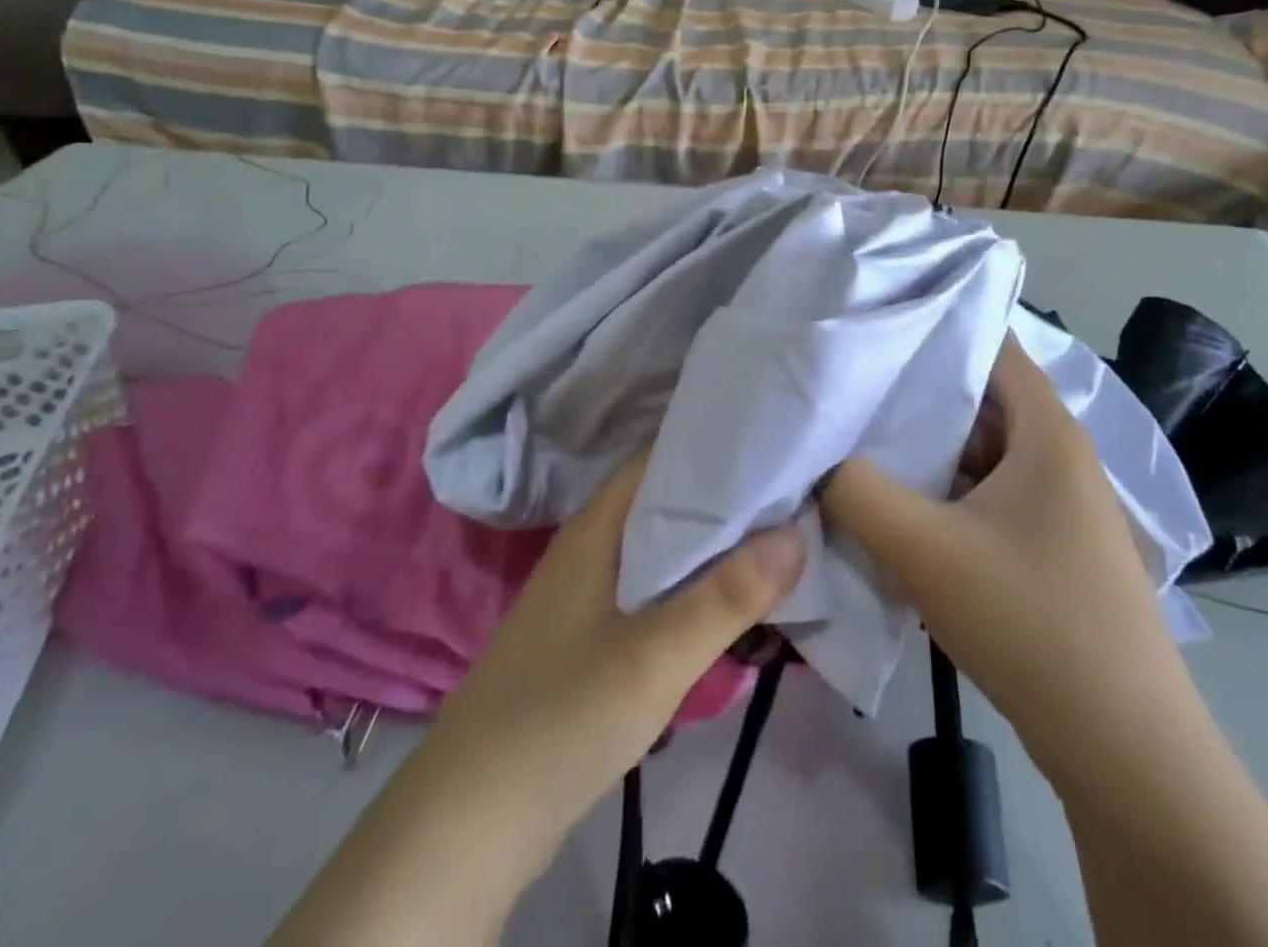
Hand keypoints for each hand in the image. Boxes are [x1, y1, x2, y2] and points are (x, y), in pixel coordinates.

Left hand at [271, 455, 804, 946]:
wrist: (470, 821)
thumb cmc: (562, 716)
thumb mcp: (655, 656)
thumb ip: (728, 596)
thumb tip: (796, 532)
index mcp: (598, 525)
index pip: (663, 458)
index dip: (719, 447)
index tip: (777, 446)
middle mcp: (592, 545)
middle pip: (668, 504)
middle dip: (729, 501)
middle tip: (795, 495)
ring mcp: (590, 592)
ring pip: (664, 550)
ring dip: (715, 548)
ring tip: (780, 541)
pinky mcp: (593, 635)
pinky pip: (655, 591)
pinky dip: (694, 588)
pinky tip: (732, 603)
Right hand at [822, 334, 1182, 772]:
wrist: (1125, 752)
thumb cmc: (1031, 622)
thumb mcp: (924, 549)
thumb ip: (857, 492)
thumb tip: (818, 460)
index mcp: (1048, 433)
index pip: (992, 347)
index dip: (935, 328)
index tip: (874, 327)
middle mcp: (1059, 457)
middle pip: (980, 401)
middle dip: (915, 395)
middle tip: (849, 388)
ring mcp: (1058, 507)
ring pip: (979, 454)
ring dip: (926, 453)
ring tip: (858, 444)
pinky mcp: (1050, 550)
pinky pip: (986, 499)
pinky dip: (943, 495)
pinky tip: (897, 512)